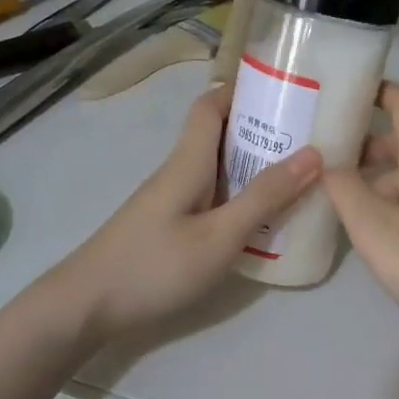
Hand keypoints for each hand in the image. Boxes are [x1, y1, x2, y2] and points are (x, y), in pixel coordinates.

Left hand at [48, 85, 319, 340]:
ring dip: (253, 169)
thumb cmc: (155, 266)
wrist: (85, 307)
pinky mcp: (167, 228)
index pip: (210, 105)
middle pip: (218, 136)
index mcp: (188, 162)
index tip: (287, 93)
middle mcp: (177, 173)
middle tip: (309, 142)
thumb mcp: (220, 235)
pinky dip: (238, 200)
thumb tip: (313, 153)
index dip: (243, 91)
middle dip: (261, 132)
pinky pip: (210, 199)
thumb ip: (264, 197)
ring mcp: (169, 202)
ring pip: (216, 171)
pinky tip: (260, 223)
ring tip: (297, 180)